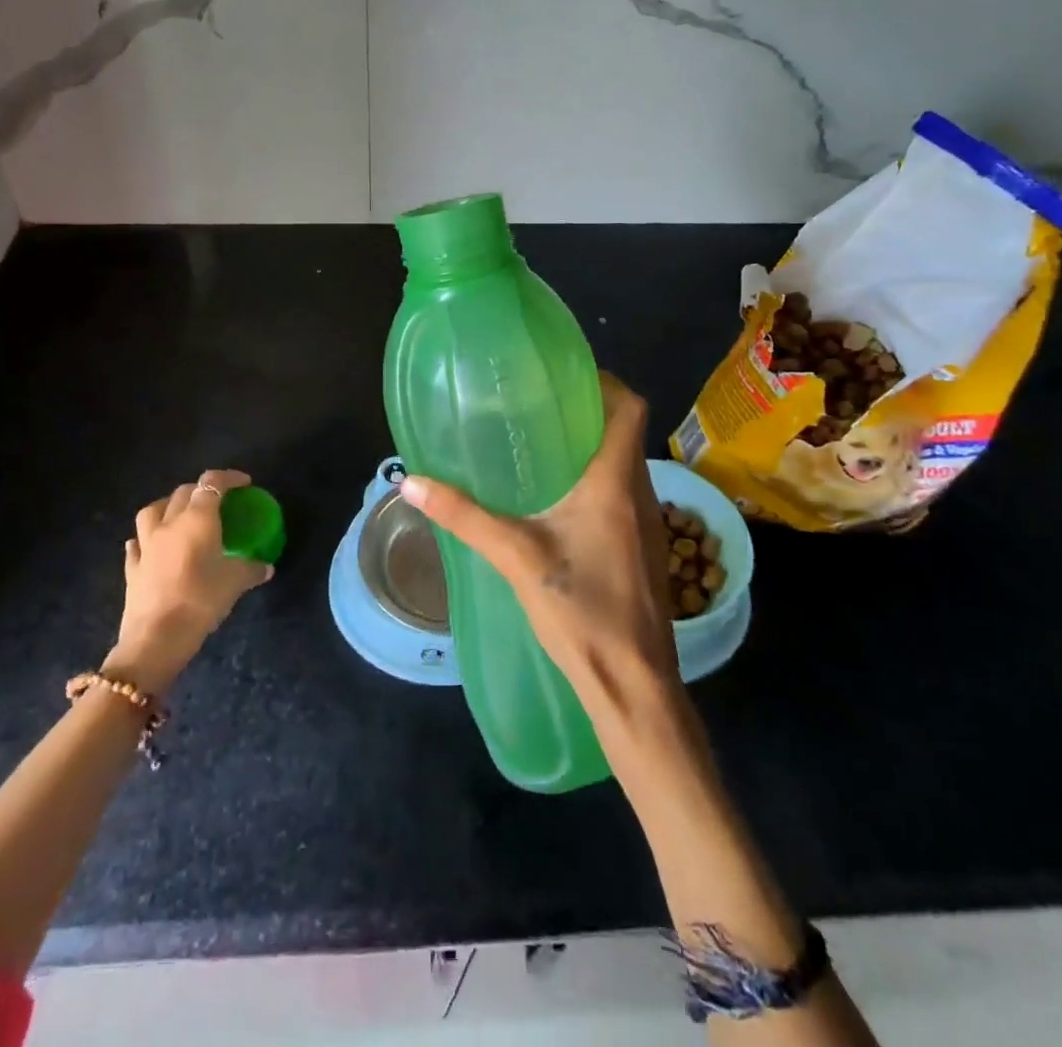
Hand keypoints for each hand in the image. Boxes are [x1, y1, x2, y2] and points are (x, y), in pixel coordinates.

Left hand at [106, 469, 271, 692]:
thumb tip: (267, 567)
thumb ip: (252, 569)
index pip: (212, 484)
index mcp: (197, 519)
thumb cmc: (201, 600)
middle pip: (183, 492)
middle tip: (217, 502)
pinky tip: (152, 546)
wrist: (156, 638)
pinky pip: (137, 543)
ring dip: (168, 506)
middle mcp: (169, 523)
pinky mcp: (132, 567)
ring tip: (180, 515)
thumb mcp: (235, 583)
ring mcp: (146, 544)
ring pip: (153, 510)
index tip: (244, 484)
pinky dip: (146, 539)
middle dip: (201, 490)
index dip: (229, 478)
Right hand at [397, 375, 684, 730]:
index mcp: (613, 482)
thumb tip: (411, 483)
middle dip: (588, 414)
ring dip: (593, 449)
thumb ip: (464, 516)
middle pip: (625, 433)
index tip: (566, 377)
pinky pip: (625, 496)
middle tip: (539, 408)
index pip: (630, 408)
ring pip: (625, 466)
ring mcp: (650, 525)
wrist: (633, 683)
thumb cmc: (581, 612)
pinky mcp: (646, 551)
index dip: (605, 383)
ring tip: (544, 448)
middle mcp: (640, 493)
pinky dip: (598, 482)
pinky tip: (561, 504)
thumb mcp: (515, 557)